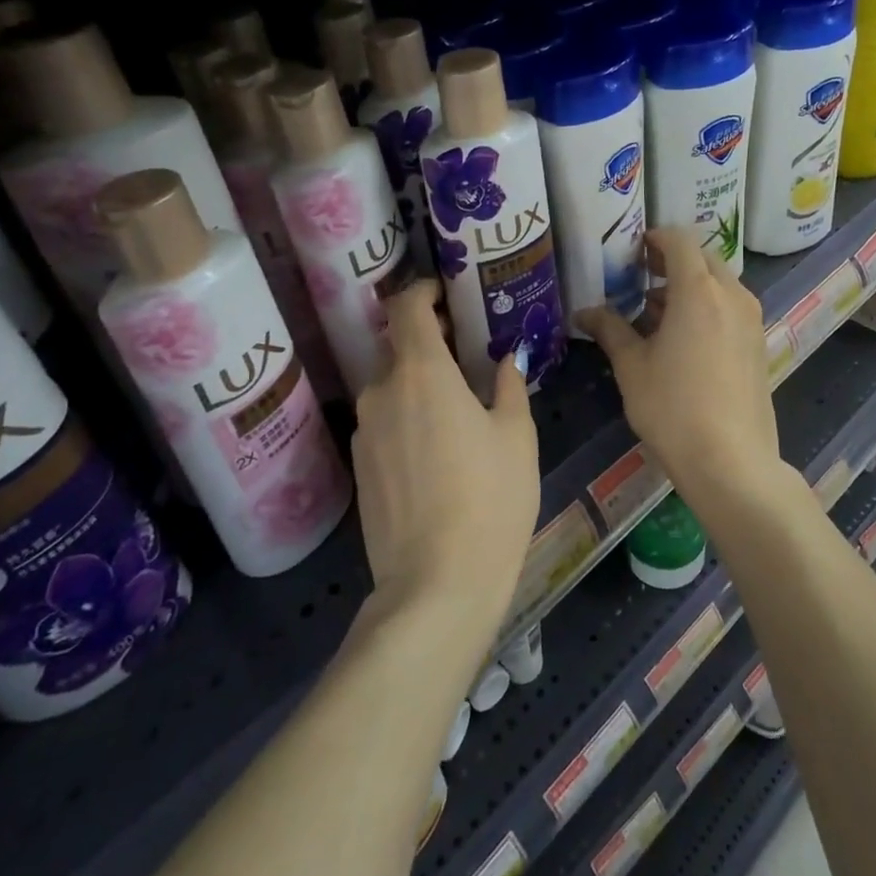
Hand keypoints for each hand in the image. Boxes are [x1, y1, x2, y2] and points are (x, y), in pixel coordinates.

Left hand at [351, 280, 540, 648]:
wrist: (437, 584)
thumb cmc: (491, 498)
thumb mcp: (516, 436)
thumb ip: (509, 386)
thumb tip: (507, 359)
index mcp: (422, 373)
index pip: (406, 307)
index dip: (423, 292)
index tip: (446, 297)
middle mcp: (382, 392)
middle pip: (398, 347)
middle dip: (429, 342)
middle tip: (467, 358)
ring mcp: (364, 431)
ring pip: (390, 387)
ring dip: (418, 384)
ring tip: (456, 408)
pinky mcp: (358, 467)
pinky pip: (383, 422)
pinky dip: (406, 417)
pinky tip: (436, 450)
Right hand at [576, 228, 781, 507]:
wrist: (731, 460)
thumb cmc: (673, 408)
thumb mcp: (632, 367)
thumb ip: (610, 330)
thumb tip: (584, 312)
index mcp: (698, 290)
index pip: (679, 240)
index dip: (654, 237)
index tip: (632, 251)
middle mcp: (731, 294)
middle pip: (702, 258)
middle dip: (670, 262)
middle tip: (640, 280)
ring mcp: (751, 319)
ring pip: (718, 283)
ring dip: (688, 287)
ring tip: (654, 314)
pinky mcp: (758, 343)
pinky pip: (730, 307)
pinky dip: (706, 307)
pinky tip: (682, 340)